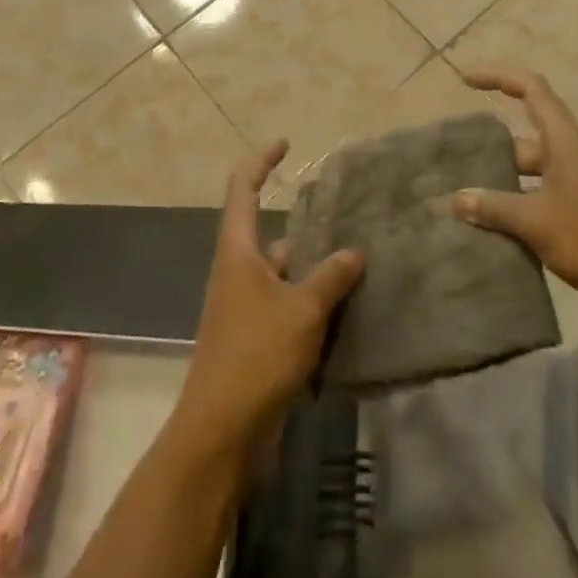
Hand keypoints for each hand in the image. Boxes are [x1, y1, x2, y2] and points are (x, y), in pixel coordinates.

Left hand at [172, 141, 364, 457]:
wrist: (221, 432)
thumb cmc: (256, 356)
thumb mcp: (302, 310)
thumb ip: (331, 277)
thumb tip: (355, 251)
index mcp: (237, 251)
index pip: (242, 189)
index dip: (261, 161)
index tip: (286, 145)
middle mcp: (237, 271)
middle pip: (265, 230)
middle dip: (301, 221)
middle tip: (343, 214)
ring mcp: (244, 307)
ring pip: (282, 271)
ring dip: (312, 265)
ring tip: (356, 258)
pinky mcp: (254, 338)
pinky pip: (286, 304)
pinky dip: (311, 300)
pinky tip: (345, 307)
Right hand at [451, 68, 577, 333]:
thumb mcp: (537, 220)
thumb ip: (494, 206)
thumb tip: (455, 199)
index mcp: (565, 141)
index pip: (531, 89)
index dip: (498, 77)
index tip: (465, 81)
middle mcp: (570, 156)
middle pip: (522, 137)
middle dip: (488, 147)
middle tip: (450, 161)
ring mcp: (575, 187)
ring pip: (527, 174)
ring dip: (498, 183)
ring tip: (459, 197)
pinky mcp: (577, 217)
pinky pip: (536, 201)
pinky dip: (512, 209)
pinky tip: (486, 228)